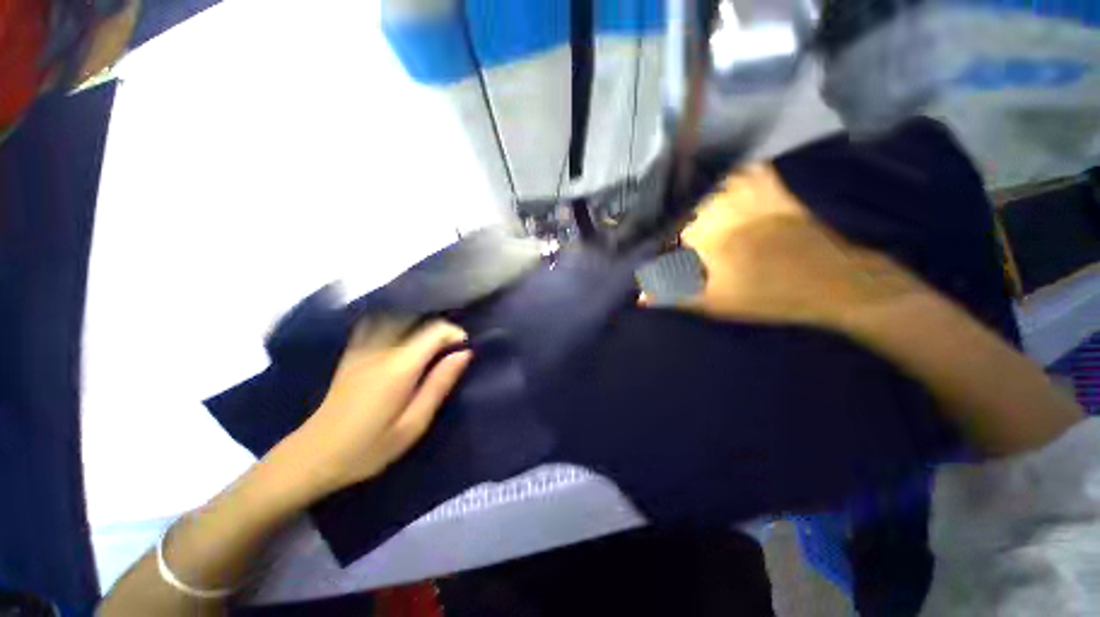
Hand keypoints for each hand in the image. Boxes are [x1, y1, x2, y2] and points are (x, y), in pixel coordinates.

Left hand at [276, 318, 471, 498]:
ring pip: (397, 314)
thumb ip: (439, 384)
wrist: (313, 456)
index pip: (435, 330)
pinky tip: (403, 333)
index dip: (456, 334)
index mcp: (398, 367)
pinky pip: (378, 321)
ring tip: (432, 339)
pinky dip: (397, 319)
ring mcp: (362, 346)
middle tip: (451, 347)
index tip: (464, 350)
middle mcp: (380, 348)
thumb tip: (464, 353)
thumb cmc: (369, 447)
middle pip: (418, 317)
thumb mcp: (413, 424)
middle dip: (441, 326)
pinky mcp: (352, 351)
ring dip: (420, 320)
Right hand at [675, 165, 925, 329]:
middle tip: (679, 234)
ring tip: (695, 210)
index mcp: (706, 235)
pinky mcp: (774, 190)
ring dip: (700, 193)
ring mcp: (751, 194)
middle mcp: (723, 207)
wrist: (834, 282)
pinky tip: (729, 188)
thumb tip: (639, 295)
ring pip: (713, 184)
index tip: (663, 251)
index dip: (662, 241)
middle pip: (687, 205)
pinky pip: (748, 171)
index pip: (668, 231)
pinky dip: (735, 176)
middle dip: (678, 217)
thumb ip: (674, 295)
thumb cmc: (769, 296)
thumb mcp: (715, 302)